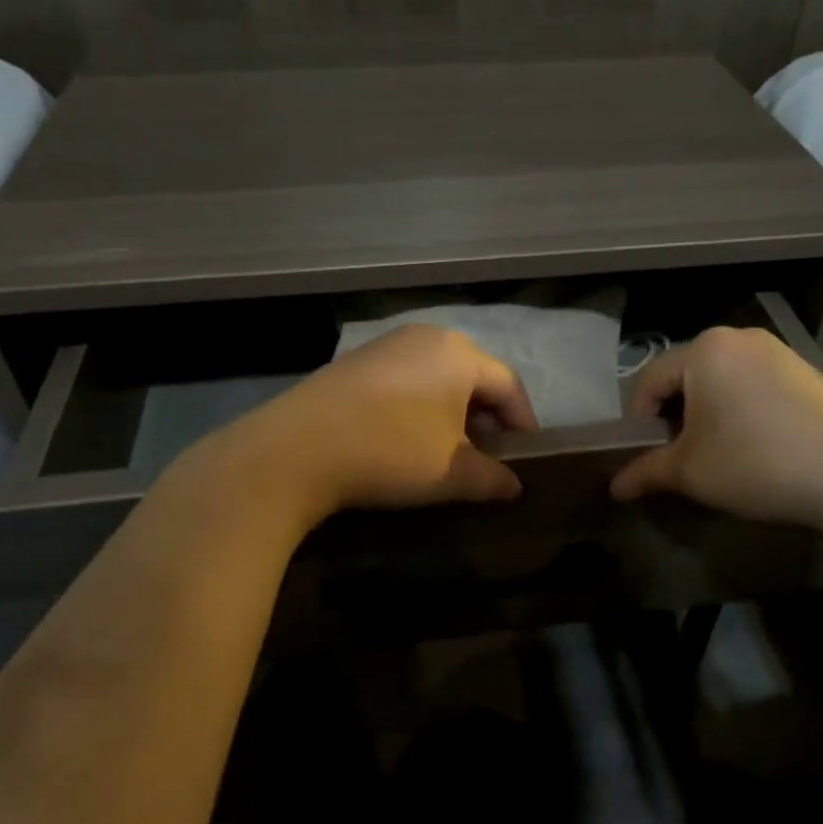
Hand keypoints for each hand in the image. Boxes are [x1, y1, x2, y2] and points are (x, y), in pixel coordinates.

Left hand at [212, 324, 538, 520]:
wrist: (297, 449)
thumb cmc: (391, 453)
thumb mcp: (451, 474)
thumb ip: (492, 478)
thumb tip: (515, 486)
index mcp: (459, 355)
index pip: (508, 385)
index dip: (523, 421)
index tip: (526, 453)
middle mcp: (427, 337)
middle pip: (473, 374)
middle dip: (487, 414)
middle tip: (489, 451)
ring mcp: (387, 344)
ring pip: (438, 374)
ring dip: (452, 409)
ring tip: (449, 446)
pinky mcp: (356, 359)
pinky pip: (406, 377)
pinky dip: (420, 403)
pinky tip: (408, 434)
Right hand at [609, 326, 822, 536]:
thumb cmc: (757, 465)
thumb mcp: (690, 472)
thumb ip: (645, 472)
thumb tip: (614, 487)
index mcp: (704, 349)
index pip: (648, 382)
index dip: (637, 424)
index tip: (641, 459)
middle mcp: (738, 337)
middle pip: (684, 378)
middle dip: (673, 419)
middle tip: (677, 460)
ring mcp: (778, 351)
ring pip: (719, 382)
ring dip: (705, 417)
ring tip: (714, 457)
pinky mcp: (806, 371)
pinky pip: (752, 386)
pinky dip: (738, 412)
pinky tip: (753, 447)